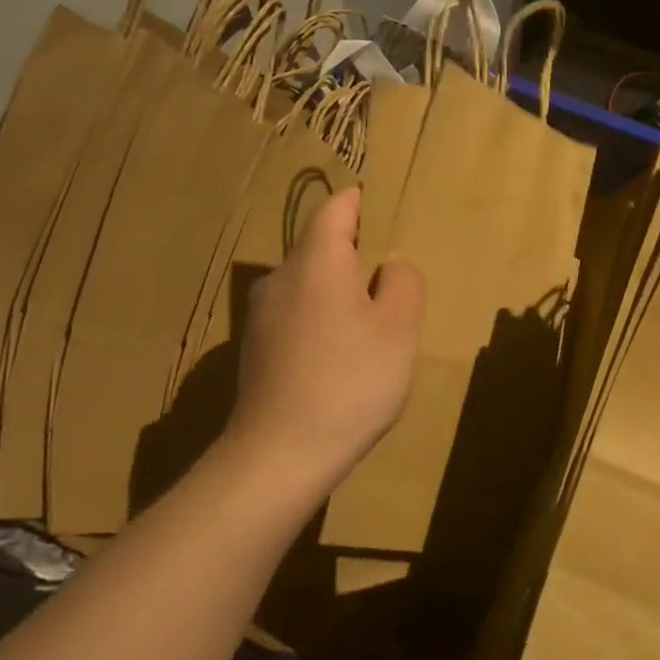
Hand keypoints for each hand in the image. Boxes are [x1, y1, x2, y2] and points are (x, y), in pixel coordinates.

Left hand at [227, 186, 424, 492]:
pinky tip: (342, 356)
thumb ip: (404, 282)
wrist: (279, 456)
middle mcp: (281, 277)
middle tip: (395, 279)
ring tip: (374, 322)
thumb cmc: (351, 380)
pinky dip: (323, 319)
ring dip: (341, 291)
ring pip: (310, 283)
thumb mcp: (399, 327)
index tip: (387, 211)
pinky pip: (298, 314)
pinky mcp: (256, 348)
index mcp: (317, 260)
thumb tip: (391, 265)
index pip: (337, 208)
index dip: (362, 203)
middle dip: (358, 254)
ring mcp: (262, 314)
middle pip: (322, 247)